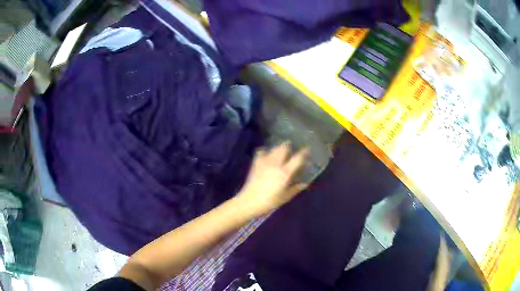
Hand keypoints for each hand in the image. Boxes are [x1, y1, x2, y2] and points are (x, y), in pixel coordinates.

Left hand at [236, 142, 309, 216]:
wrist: (249, 202)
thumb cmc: (270, 201)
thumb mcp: (285, 197)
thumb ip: (296, 188)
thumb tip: (305, 183)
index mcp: (285, 172)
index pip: (297, 158)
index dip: (304, 152)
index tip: (307, 149)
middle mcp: (275, 164)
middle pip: (283, 148)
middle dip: (289, 145)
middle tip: (292, 147)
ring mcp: (264, 162)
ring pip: (273, 149)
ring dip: (279, 148)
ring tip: (281, 150)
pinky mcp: (255, 163)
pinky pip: (261, 152)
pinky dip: (265, 151)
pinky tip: (267, 155)